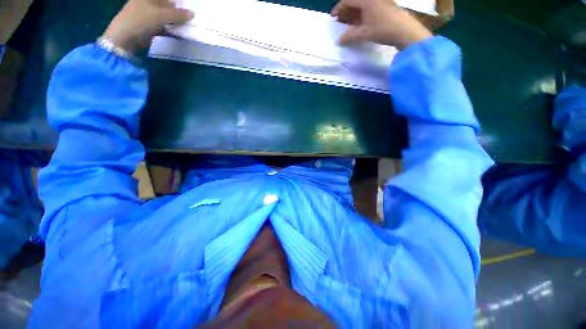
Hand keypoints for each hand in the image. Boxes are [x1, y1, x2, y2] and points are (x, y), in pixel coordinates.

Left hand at [102, 0, 193, 53]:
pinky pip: (164, 26)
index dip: (177, 3)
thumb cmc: (141, 20)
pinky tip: (179, 33)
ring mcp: (149, 15)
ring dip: (176, 22)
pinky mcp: (150, 26)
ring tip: (187, 26)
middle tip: (190, 18)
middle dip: (178, 12)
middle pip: (167, 6)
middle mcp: (148, 3)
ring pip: (166, 17)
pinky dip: (171, 30)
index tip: (188, 8)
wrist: (125, 38)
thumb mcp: (161, 15)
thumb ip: (178, 14)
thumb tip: (193, 14)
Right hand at [331, 0, 432, 49]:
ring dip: (353, 13)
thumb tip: (338, 40)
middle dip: (345, 11)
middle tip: (340, 23)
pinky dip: (361, 13)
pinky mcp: (385, 4)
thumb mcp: (364, 33)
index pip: (347, 0)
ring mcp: (380, 0)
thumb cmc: (383, 29)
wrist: (405, 30)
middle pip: (354, 1)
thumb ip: (349, 36)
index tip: (333, 18)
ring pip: (362, 4)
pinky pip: (369, 6)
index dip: (338, 9)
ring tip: (349, 25)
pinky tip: (359, 23)